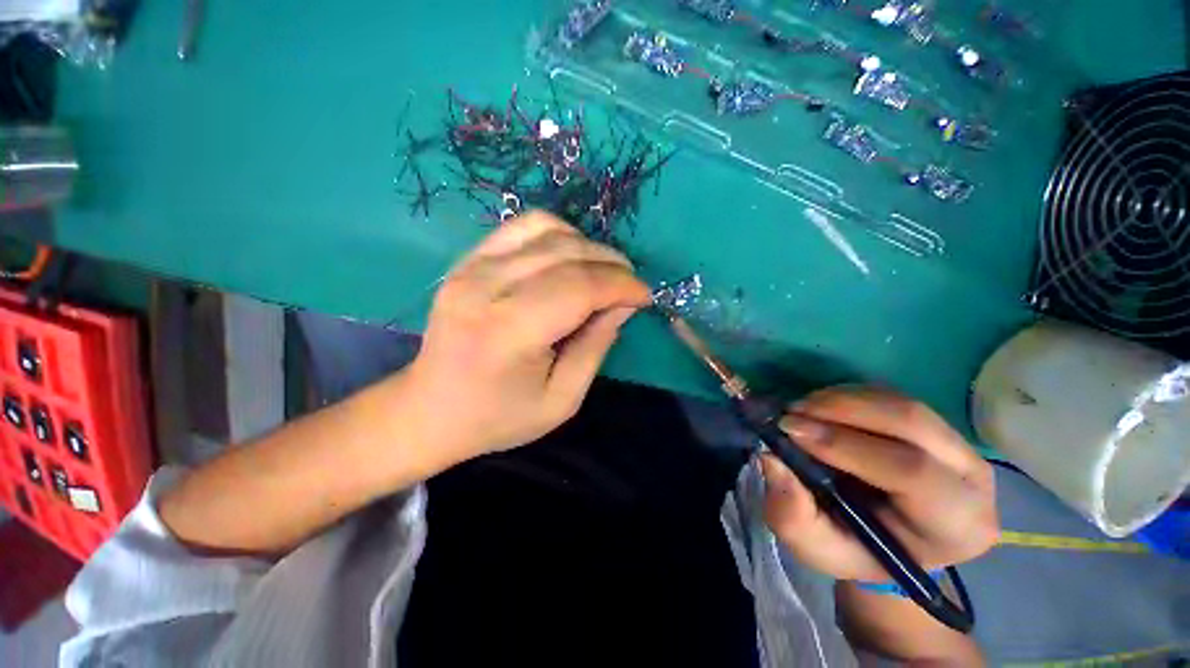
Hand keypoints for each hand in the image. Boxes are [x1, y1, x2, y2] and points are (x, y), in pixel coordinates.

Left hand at [402, 211, 650, 465]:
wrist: (430, 409)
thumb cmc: (498, 417)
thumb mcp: (561, 400)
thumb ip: (596, 347)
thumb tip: (622, 305)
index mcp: (508, 332)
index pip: (579, 287)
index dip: (621, 286)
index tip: (644, 297)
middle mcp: (485, 288)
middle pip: (566, 253)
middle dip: (612, 264)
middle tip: (630, 285)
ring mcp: (470, 267)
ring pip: (546, 230)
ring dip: (588, 246)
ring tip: (604, 271)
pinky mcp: (466, 260)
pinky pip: (521, 227)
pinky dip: (557, 234)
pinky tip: (570, 256)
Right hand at [760, 387, 998, 580]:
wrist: (885, 540)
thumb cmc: (856, 551)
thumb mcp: (818, 548)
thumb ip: (793, 515)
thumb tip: (771, 460)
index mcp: (956, 526)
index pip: (912, 472)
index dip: (846, 445)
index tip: (790, 429)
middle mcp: (972, 479)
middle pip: (912, 423)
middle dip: (842, 410)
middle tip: (791, 411)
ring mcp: (959, 446)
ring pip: (901, 404)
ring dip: (841, 399)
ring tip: (800, 408)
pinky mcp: (937, 426)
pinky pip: (893, 397)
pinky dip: (848, 395)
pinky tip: (820, 407)